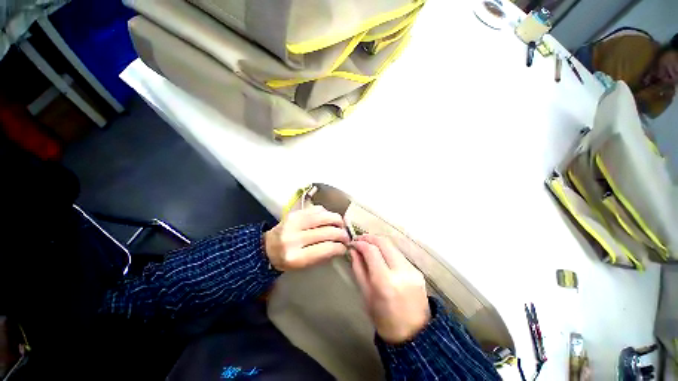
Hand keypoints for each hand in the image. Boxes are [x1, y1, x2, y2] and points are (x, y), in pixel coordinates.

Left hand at [265, 205, 349, 270]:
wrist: (266, 248)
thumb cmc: (287, 260)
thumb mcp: (303, 265)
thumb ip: (321, 256)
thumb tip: (341, 246)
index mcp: (296, 256)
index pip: (326, 249)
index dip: (340, 247)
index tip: (345, 248)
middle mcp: (293, 238)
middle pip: (327, 231)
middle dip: (342, 234)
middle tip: (347, 237)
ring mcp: (293, 223)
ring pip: (323, 216)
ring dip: (337, 220)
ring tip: (341, 226)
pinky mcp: (293, 213)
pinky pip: (315, 209)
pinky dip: (326, 213)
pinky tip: (329, 219)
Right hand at [350, 235, 430, 343]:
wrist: (413, 333)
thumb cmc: (385, 321)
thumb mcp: (367, 298)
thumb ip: (360, 273)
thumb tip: (354, 253)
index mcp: (385, 281)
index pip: (372, 251)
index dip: (360, 243)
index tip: (352, 243)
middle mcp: (401, 271)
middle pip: (385, 243)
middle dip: (371, 238)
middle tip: (359, 241)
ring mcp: (413, 271)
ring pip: (395, 248)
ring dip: (381, 244)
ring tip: (369, 249)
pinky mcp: (419, 273)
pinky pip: (402, 257)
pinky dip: (390, 253)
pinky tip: (382, 259)